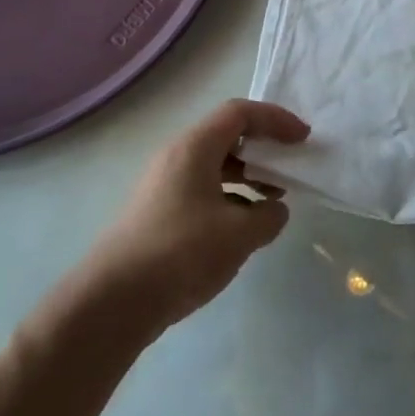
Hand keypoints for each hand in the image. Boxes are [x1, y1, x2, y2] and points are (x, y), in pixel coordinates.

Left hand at [87, 99, 309, 330]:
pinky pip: (202, 189)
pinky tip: (244, 228)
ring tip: (274, 200)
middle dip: (263, 148)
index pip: (240, 113)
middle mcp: (176, 157)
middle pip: (227, 136)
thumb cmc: (181, 253)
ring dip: (248, 175)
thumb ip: (268, 216)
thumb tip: (274, 209)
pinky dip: (230, 197)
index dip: (276, 120)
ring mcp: (163, 185)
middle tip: (290, 166)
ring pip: (214, 166)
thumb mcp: (239, 234)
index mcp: (195, 148)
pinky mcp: (158, 213)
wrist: (112, 301)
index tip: (302, 139)